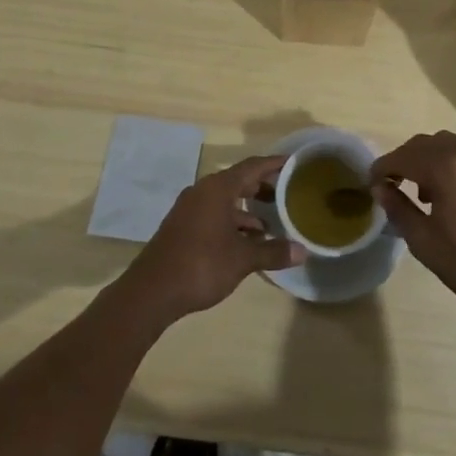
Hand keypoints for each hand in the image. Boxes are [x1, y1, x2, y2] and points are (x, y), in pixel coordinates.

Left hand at [122, 156, 305, 321]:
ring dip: (247, 209)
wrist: (152, 291)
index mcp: (218, 188)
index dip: (274, 164)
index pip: (252, 166)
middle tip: (287, 195)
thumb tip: (303, 251)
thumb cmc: (201, 265)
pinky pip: (214, 214)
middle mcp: (203, 191)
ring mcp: (190, 209)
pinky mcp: (183, 226)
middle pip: (239, 181)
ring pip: (225, 200)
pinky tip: (246, 241)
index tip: (294, 163)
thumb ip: (273, 252)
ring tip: (271, 224)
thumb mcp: (242, 259)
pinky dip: (233, 221)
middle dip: (263, 187)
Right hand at [371, 131, 455, 322]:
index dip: (382, 167)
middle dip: (407, 160)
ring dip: (433, 161)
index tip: (372, 183)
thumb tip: (380, 188)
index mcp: (446, 166)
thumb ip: (399, 209)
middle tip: (395, 185)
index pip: (403, 156)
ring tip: (428, 194)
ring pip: (452, 146)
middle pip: (427, 144)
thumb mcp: (426, 243)